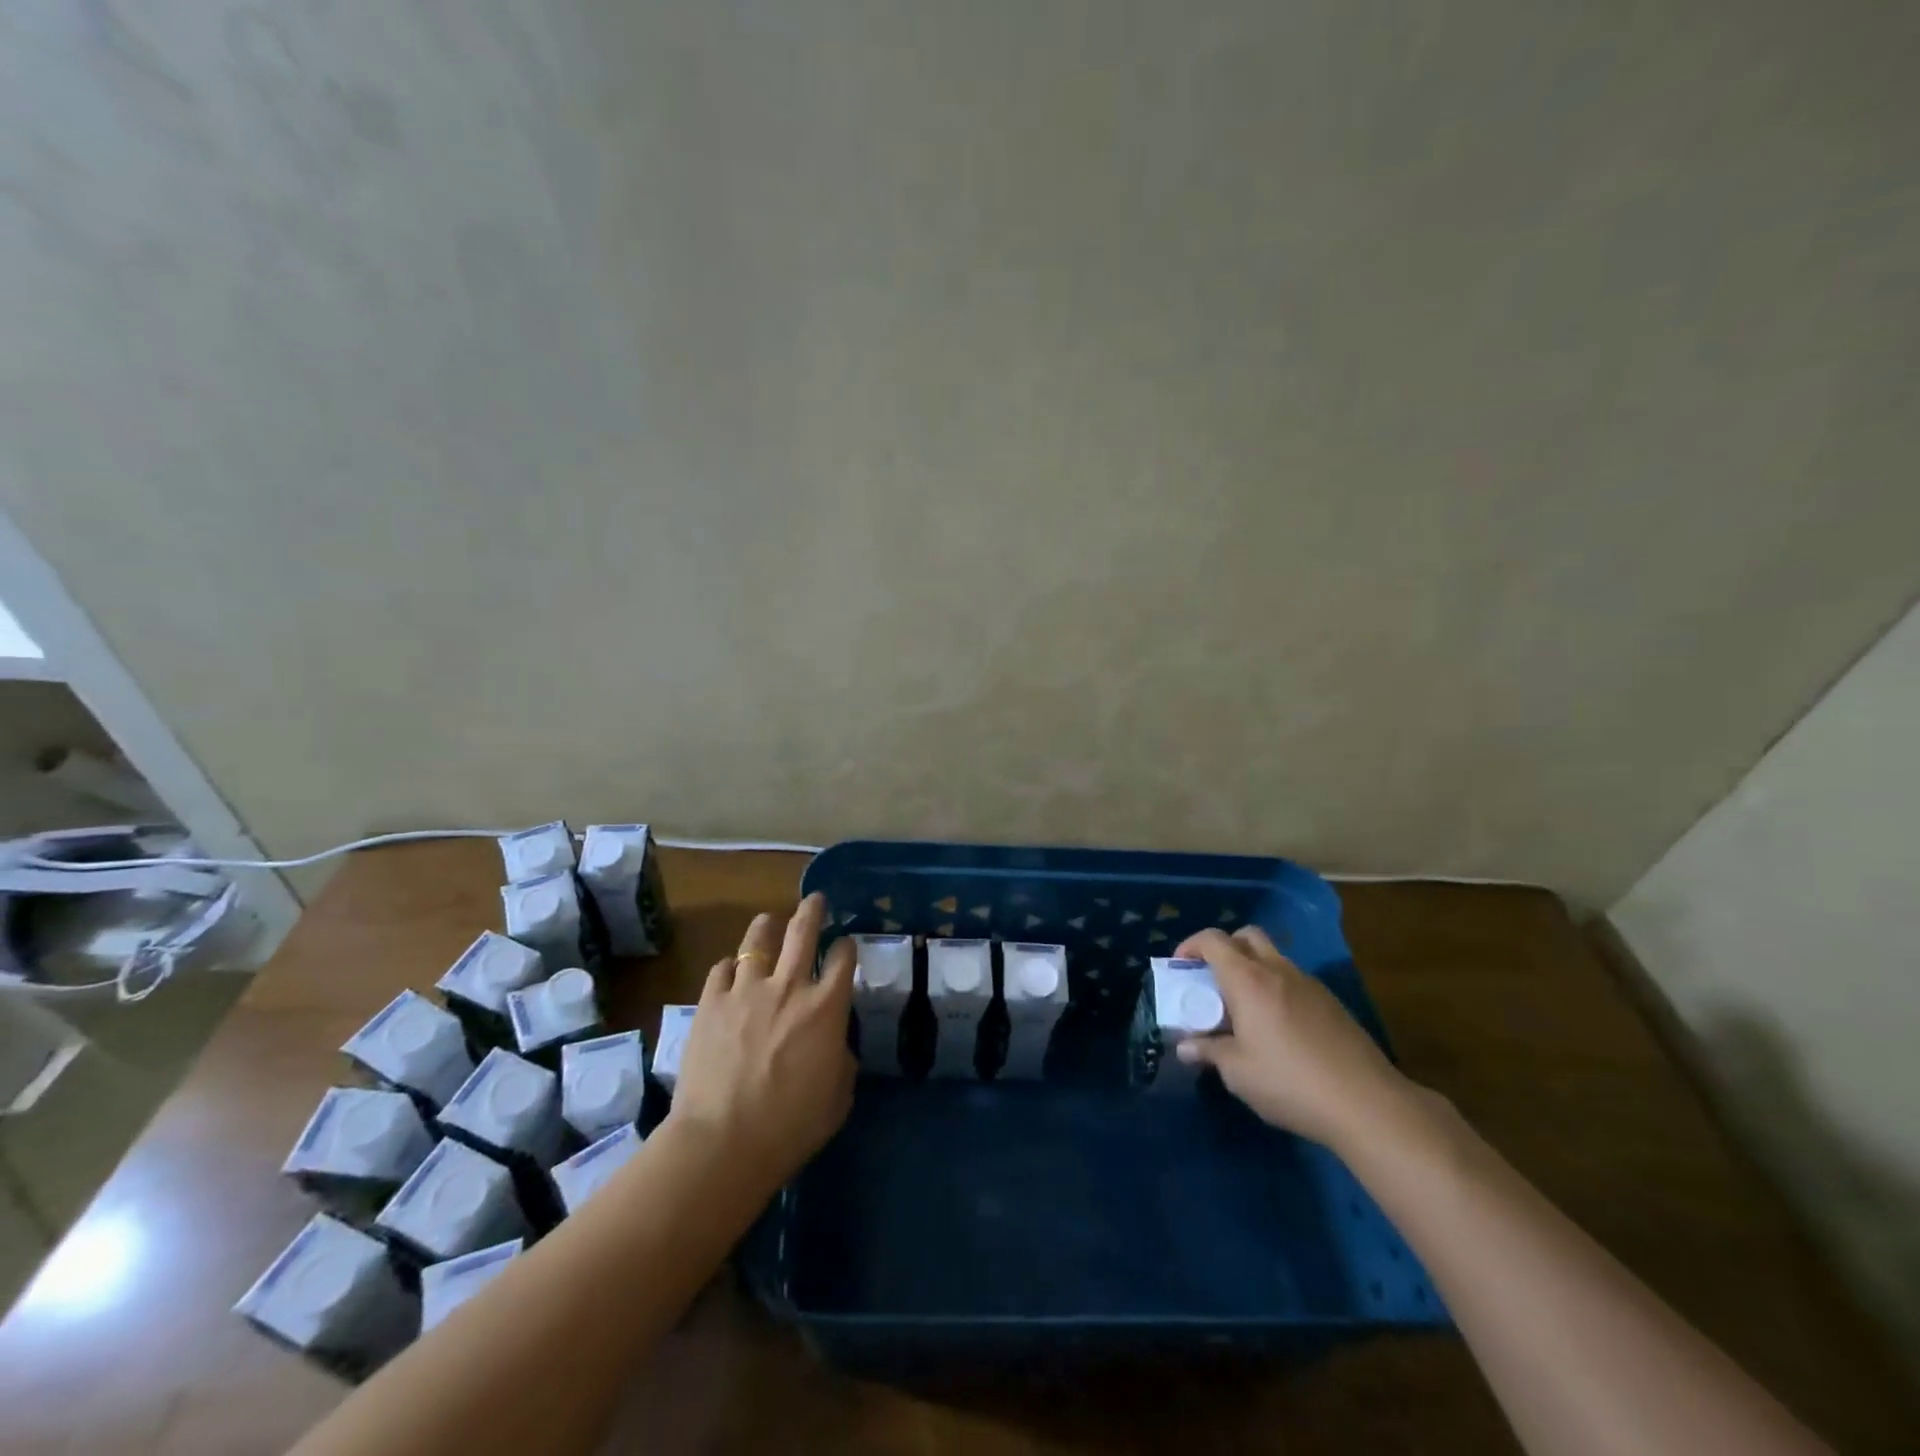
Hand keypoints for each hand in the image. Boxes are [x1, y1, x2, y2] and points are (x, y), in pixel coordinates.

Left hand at [668, 893, 855, 1190]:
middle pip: (803, 931)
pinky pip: (722, 969)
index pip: (843, 959)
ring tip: (769, 921)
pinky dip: (730, 967)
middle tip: (816, 900)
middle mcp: (789, 986)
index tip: (846, 945)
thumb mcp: (838, 1096)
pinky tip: (731, 971)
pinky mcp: (710, 1002)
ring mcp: (746, 990)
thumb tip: (832, 1042)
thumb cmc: (790, 1126)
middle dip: (813, 911)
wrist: (723, 1142)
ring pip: (758, 940)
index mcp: (826, 1007)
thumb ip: (841, 1059)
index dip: (847, 947)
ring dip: (767, 927)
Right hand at [1172, 926, 1413, 1151]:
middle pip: (1246, 936)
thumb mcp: (1237, 1072)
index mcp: (1248, 979)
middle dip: (1224, 949)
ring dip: (1252, 970)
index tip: (1180, 967)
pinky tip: (1279, 1029)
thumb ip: (1208, 1052)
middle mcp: (1278, 971)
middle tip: (1212, 981)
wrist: (1367, 1104)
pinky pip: (1294, 981)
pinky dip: (1277, 990)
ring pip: (1273, 958)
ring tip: (1244, 1010)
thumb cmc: (1289, 1082)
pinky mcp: (1332, 1004)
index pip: (1213, 940)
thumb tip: (1185, 1046)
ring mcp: (1309, 985)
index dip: (1190, 945)